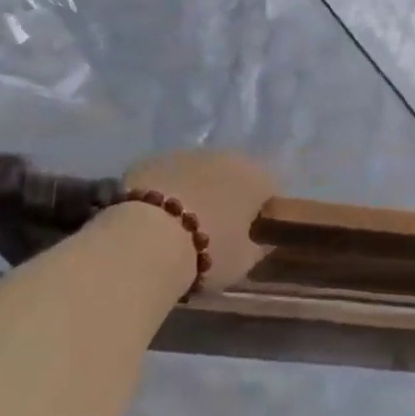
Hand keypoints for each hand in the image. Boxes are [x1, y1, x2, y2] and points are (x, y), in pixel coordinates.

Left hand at [123, 149, 274, 290]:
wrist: (146, 241)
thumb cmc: (207, 252)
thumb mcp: (244, 262)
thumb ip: (259, 246)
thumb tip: (263, 239)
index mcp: (254, 177)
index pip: (269, 188)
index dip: (261, 211)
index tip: (249, 233)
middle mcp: (224, 156)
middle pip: (233, 174)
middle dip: (227, 195)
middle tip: (213, 228)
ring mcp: (185, 153)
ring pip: (197, 170)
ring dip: (194, 189)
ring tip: (178, 224)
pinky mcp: (151, 159)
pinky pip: (165, 174)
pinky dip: (163, 189)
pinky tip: (151, 217)